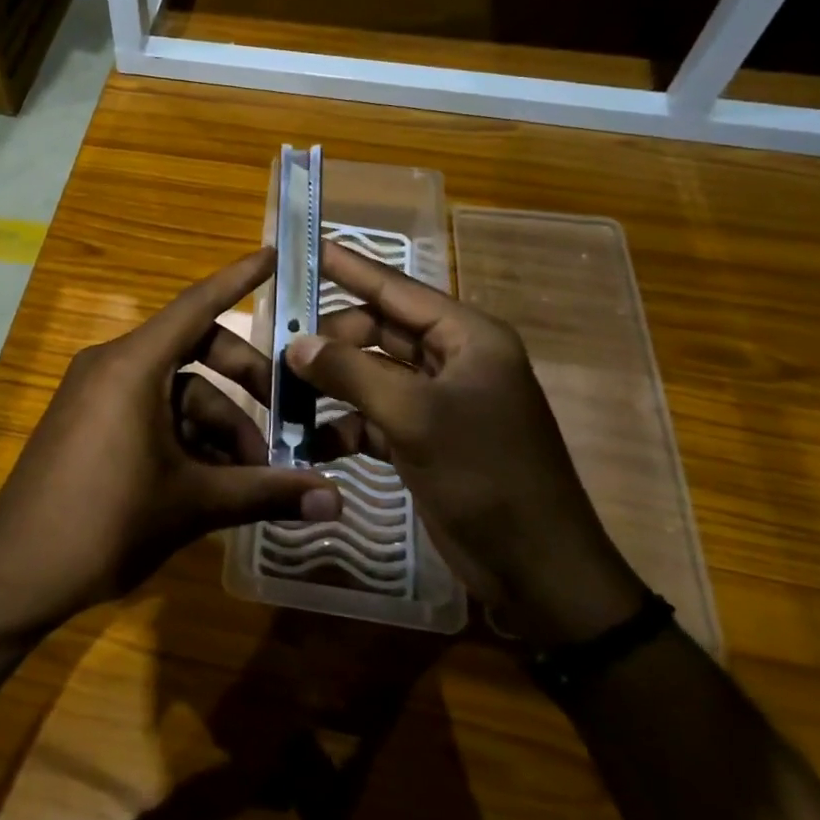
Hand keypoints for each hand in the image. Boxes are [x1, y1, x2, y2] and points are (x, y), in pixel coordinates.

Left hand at [0, 249, 340, 634]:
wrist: (15, 576)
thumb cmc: (106, 523)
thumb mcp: (193, 504)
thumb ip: (266, 493)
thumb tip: (337, 502)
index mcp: (132, 365)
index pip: (197, 305)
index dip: (238, 278)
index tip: (274, 253)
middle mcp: (112, 366)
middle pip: (195, 352)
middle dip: (245, 384)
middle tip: (286, 423)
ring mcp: (96, 395)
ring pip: (175, 391)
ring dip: (218, 426)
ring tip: (252, 477)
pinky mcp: (88, 423)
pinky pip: (149, 411)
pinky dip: (185, 436)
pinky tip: (214, 480)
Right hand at [289, 243, 644, 647]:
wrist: (538, 570)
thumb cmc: (485, 476)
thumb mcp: (414, 416)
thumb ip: (351, 372)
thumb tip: (297, 343)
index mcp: (466, 337)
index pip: (397, 289)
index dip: (351, 268)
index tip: (308, 248)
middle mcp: (453, 360)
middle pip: (379, 332)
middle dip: (332, 340)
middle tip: (282, 347)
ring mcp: (440, 402)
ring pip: (372, 375)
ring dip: (333, 385)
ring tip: (285, 392)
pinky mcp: (427, 440)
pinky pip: (375, 416)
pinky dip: (346, 425)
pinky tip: (313, 440)